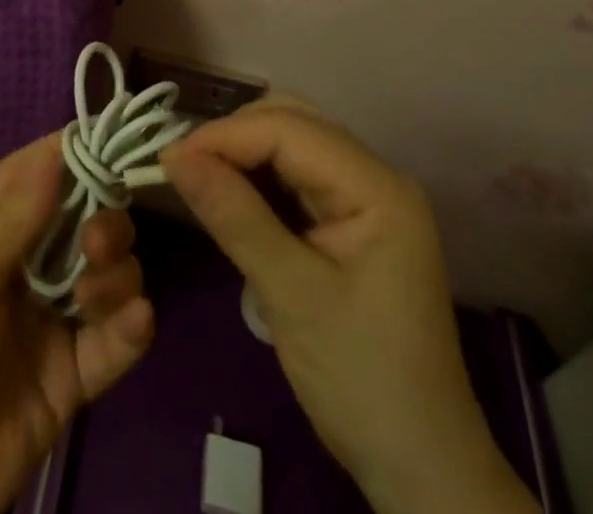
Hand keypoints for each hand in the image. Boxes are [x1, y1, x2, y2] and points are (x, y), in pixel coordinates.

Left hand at [0, 134, 154, 513]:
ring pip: (107, 271)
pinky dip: (131, 325)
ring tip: (96, 296)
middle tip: (98, 244)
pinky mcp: (70, 379)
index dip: (77, 150)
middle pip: (83, 216)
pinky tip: (133, 322)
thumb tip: (57, 148)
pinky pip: (114, 340)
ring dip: (117, 271)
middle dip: (104, 217)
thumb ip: (10, 217)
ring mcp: (48, 321)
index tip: (120, 139)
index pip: (37, 169)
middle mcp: (23, 264)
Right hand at [163, 103, 537, 513]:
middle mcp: (375, 177)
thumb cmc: (362, 383)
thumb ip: (234, 217)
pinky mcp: (352, 220)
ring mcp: (366, 198)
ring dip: (243, 155)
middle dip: (233, 138)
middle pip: (291, 123)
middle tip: (184, 170)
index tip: (169, 160)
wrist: (422, 469)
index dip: (224, 136)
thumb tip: (173, 155)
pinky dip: (258, 180)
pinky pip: (295, 176)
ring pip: (291, 143)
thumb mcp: (292, 298)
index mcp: (377, 188)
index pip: (287, 130)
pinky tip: (231, 200)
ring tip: (199, 181)